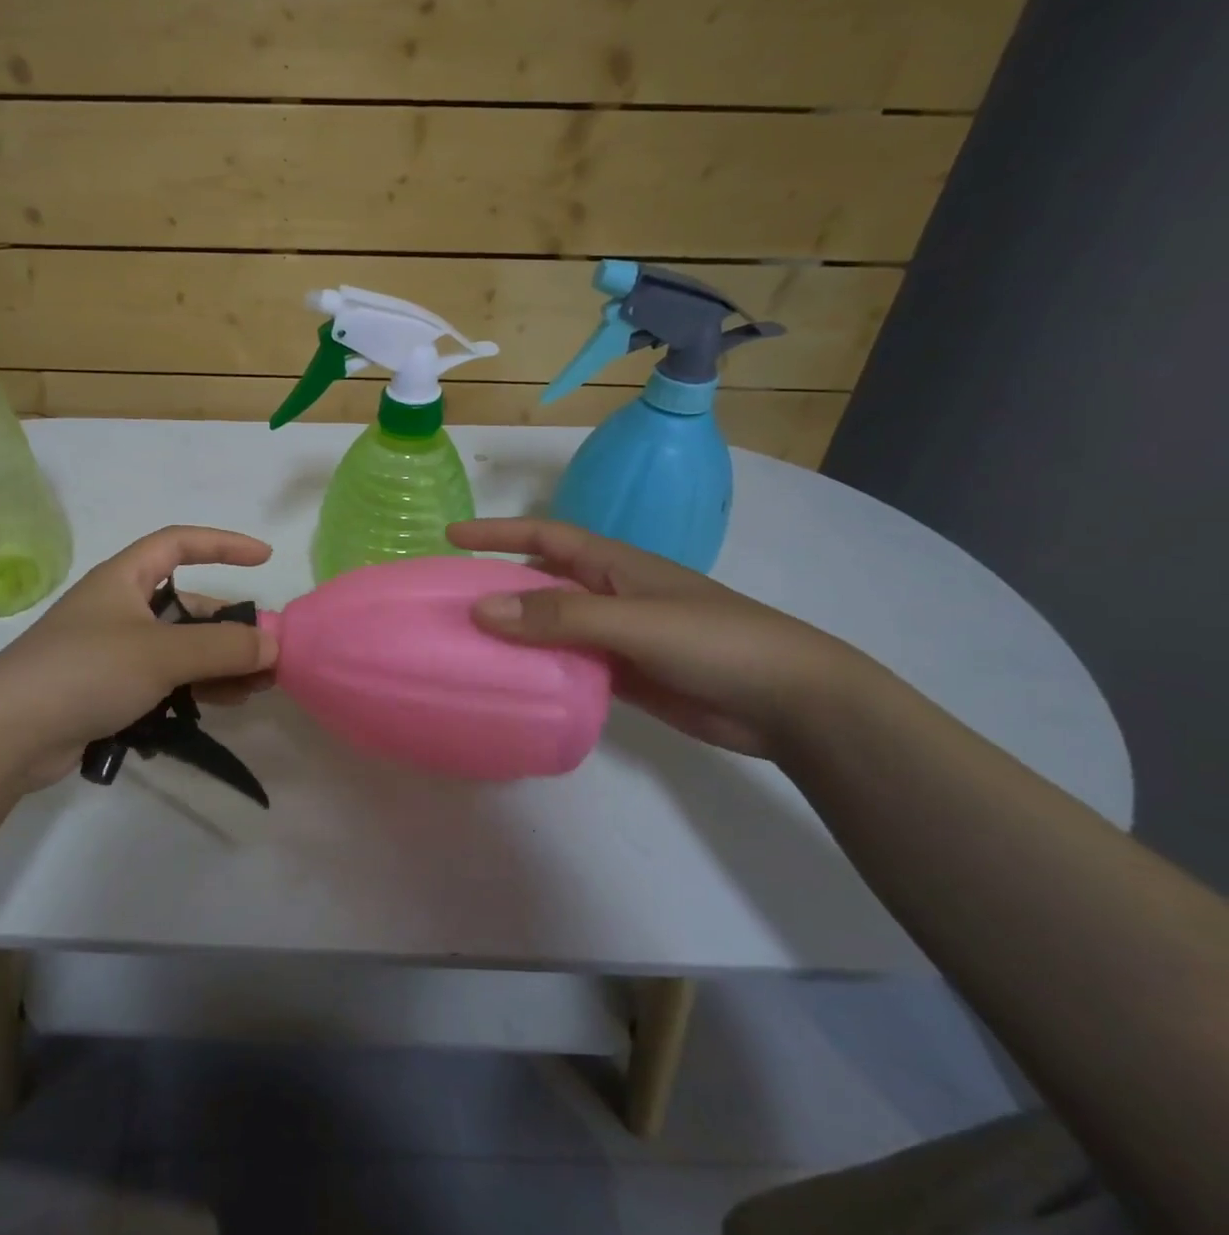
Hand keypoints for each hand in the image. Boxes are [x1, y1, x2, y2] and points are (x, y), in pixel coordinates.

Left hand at [0, 526, 278, 787]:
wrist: (9, 734)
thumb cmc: (87, 671)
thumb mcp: (162, 653)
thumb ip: (222, 647)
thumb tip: (273, 645)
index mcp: (124, 579)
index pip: (179, 544)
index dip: (223, 545)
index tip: (264, 559)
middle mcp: (119, 609)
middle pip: (187, 605)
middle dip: (229, 626)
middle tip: (267, 654)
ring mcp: (113, 652)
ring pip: (179, 648)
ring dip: (218, 663)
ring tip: (256, 688)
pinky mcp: (109, 691)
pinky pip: (164, 681)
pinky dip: (194, 689)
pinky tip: (222, 706)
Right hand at [447, 517, 869, 758]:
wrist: (790, 702)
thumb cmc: (715, 641)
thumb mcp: (634, 621)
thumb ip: (558, 617)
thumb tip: (480, 610)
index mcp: (613, 565)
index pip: (543, 537)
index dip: (496, 533)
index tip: (449, 538)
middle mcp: (608, 594)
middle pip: (539, 583)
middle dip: (495, 586)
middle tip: (445, 603)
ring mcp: (616, 637)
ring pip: (549, 628)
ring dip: (512, 633)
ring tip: (463, 647)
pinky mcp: (623, 676)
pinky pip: (566, 665)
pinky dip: (537, 670)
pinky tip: (508, 684)